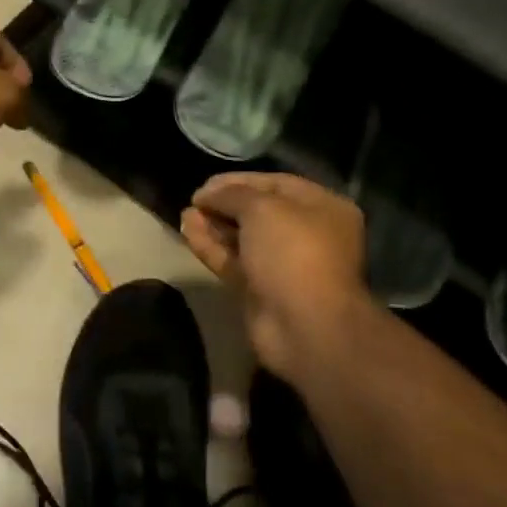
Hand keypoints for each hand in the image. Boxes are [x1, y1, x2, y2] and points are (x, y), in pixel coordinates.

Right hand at [181, 172, 374, 381]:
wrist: (304, 326)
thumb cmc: (293, 252)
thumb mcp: (262, 208)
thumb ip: (232, 194)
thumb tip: (206, 194)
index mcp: (322, 208)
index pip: (276, 184)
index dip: (239, 180)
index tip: (206, 183)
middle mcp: (307, 234)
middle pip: (258, 212)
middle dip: (224, 204)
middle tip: (194, 199)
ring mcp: (283, 265)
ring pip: (243, 238)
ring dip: (214, 225)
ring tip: (184, 213)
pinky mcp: (261, 290)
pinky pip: (233, 261)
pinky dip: (211, 246)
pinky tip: (187, 231)